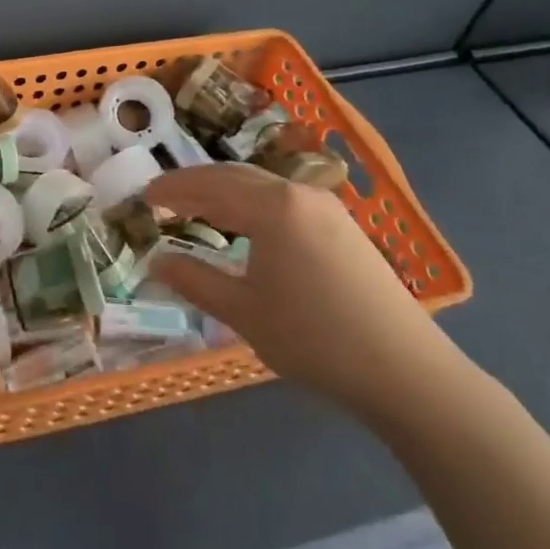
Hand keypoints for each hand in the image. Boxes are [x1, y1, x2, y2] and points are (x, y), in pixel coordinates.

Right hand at [146, 164, 466, 422]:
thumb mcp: (244, 313)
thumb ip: (195, 281)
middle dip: (196, 185)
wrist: (406, 372)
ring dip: (225, 193)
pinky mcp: (344, 228)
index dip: (173, 189)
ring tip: (196, 209)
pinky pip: (284, 201)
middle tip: (163, 198)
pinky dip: (252, 205)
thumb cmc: (315, 339)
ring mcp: (327, 209)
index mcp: (273, 207)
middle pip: (235, 177)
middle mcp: (299, 194)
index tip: (143, 196)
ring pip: (262, 187)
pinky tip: (244, 227)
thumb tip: (156, 260)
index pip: (210, 185)